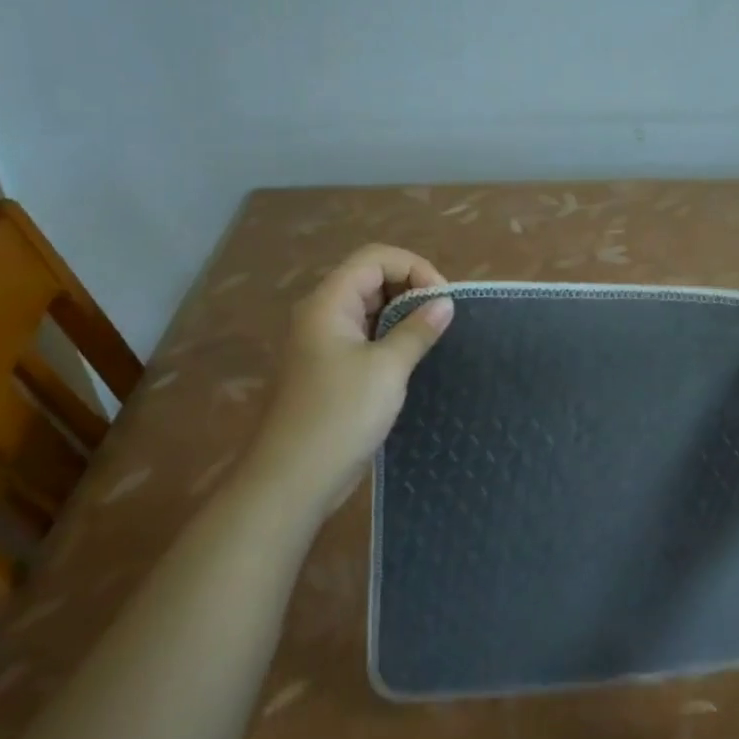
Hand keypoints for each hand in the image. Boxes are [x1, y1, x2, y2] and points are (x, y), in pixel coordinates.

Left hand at [247, 244, 453, 517]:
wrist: (293, 479)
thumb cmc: (340, 415)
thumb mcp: (387, 369)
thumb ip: (417, 330)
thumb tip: (445, 303)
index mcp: (329, 303)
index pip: (375, 259)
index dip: (414, 268)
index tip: (443, 300)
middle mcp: (322, 314)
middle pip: (371, 278)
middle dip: (411, 289)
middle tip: (443, 317)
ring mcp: (324, 342)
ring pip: (370, 308)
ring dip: (403, 314)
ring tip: (434, 335)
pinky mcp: (330, 368)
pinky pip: (365, 336)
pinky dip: (391, 337)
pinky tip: (413, 356)